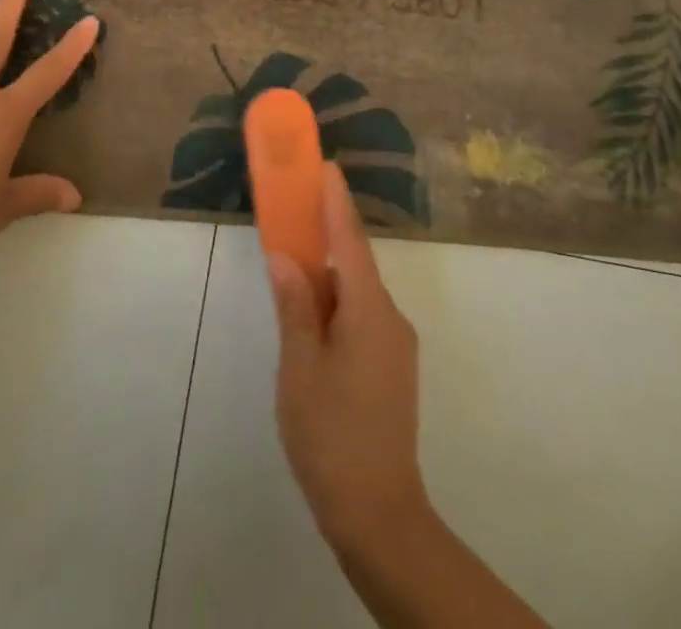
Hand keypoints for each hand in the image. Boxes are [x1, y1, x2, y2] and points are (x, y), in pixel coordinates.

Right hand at [267, 165, 433, 554]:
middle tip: (298, 205)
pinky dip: (337, 299)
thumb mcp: (299, 368)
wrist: (379, 515)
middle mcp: (389, 318)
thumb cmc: (331, 435)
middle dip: (328, 231)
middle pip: (355, 262)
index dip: (336, 202)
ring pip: (358, 291)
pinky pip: (362, 314)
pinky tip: (314, 312)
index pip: (349, 241)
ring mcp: (395, 344)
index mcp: (369, 311)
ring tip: (294, 259)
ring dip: (329, 270)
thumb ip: (294, 306)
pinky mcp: (391, 366)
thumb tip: (285, 257)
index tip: (327, 166)